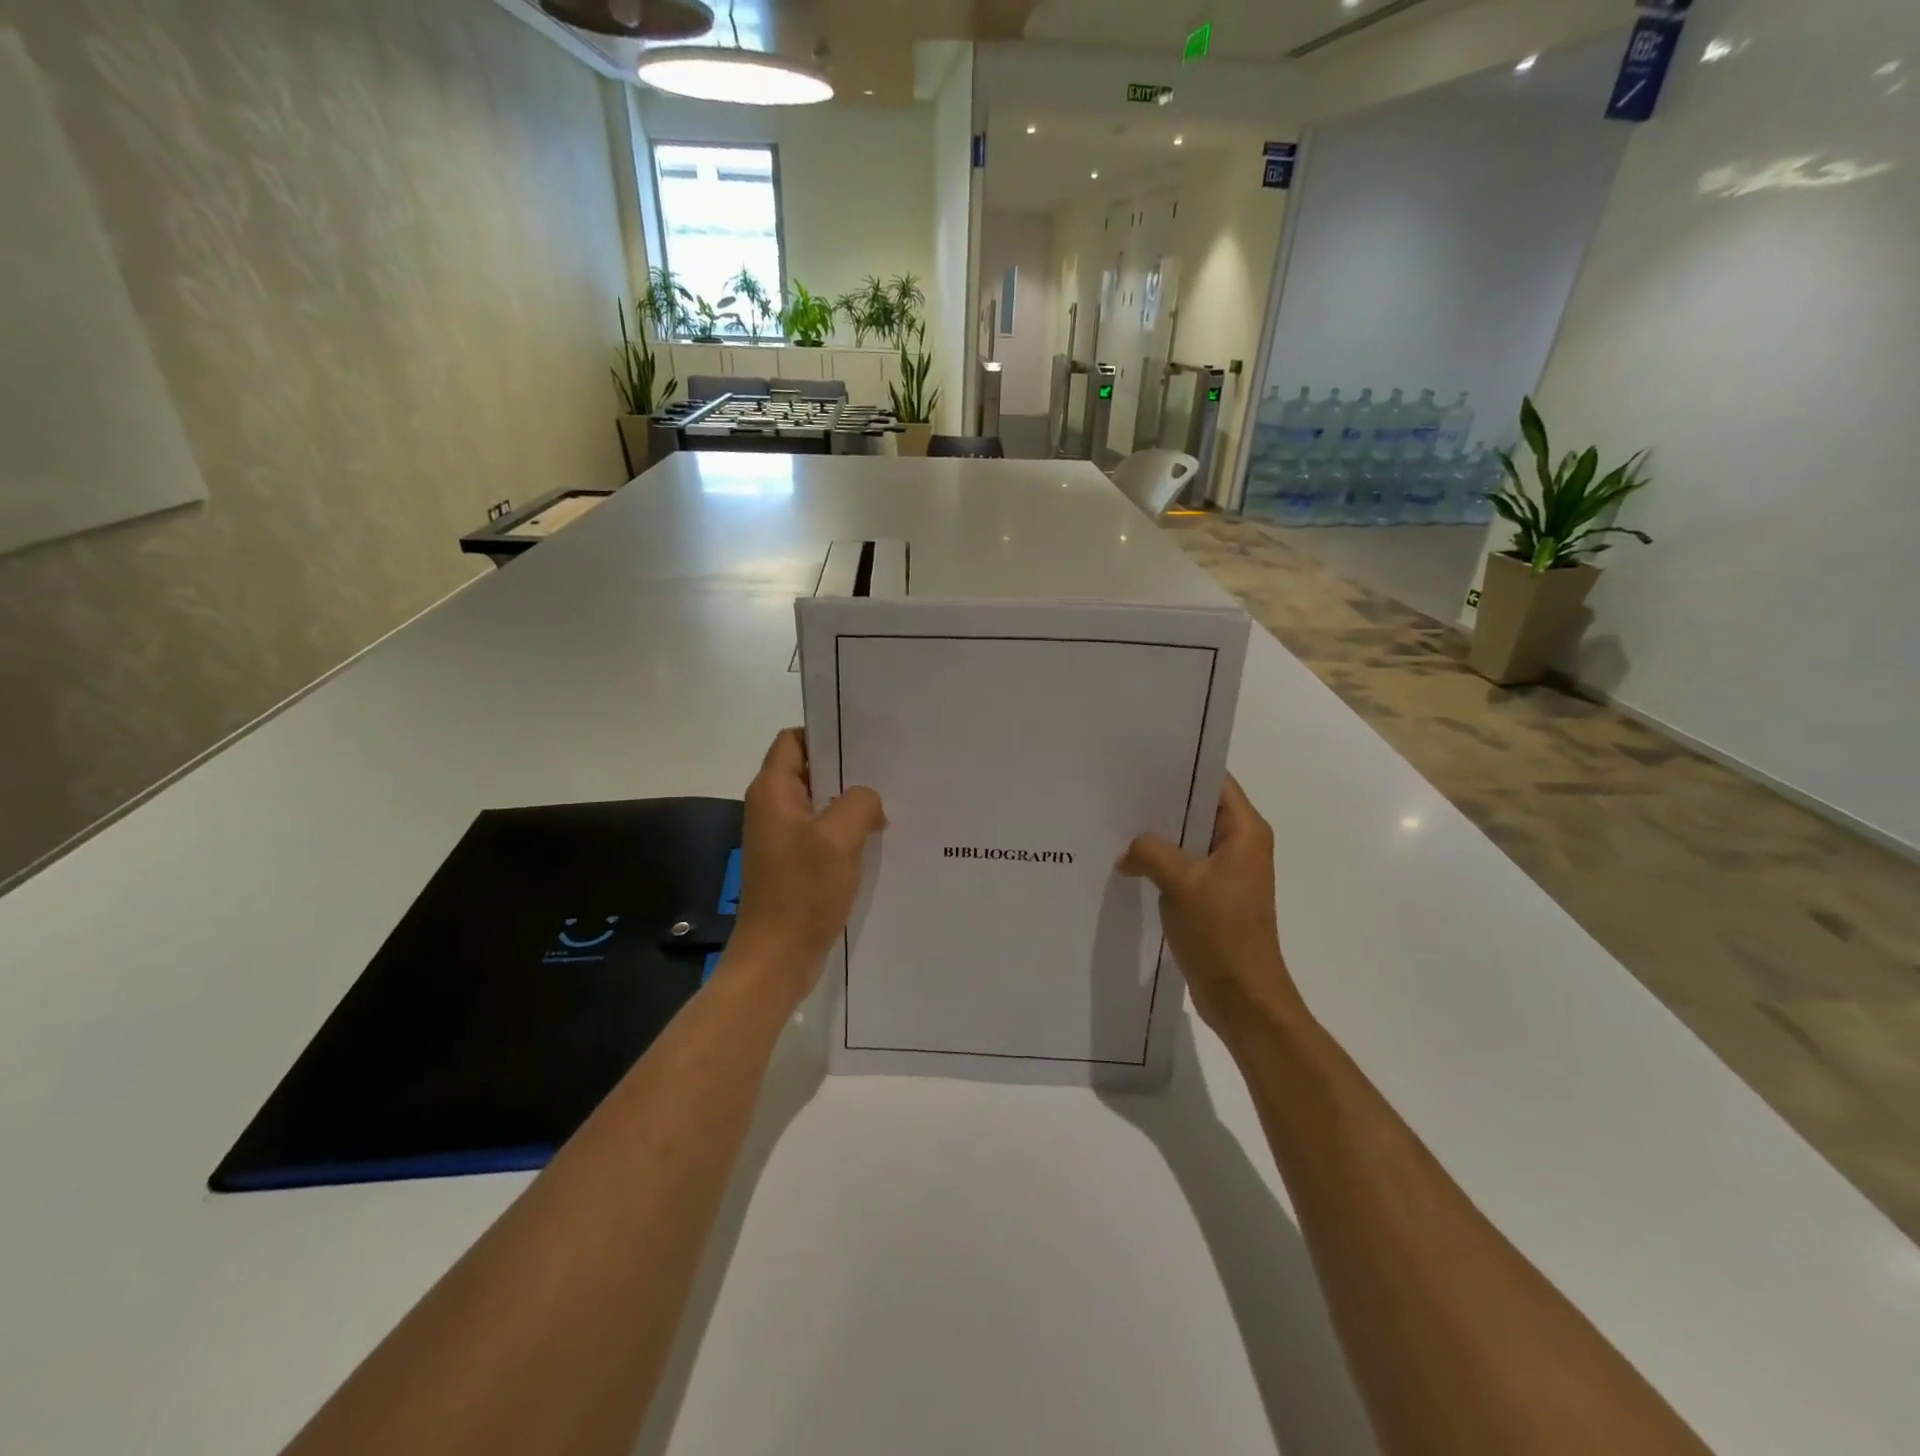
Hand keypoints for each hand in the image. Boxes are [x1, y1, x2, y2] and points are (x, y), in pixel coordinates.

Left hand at [729, 729, 885, 996]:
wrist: (777, 958)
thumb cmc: (802, 892)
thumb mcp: (838, 837)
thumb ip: (860, 802)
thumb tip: (868, 801)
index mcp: (772, 792)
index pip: (794, 740)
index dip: (826, 733)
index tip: (866, 740)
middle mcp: (773, 808)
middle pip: (811, 770)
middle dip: (848, 769)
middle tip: (890, 768)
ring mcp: (784, 838)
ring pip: (821, 804)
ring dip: (851, 803)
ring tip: (891, 801)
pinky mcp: (795, 864)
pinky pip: (824, 834)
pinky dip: (847, 832)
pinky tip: (878, 838)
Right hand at [1117, 775, 1307, 1043]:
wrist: (1241, 995)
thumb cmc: (1221, 931)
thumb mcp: (1180, 881)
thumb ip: (1149, 851)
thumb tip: (1127, 851)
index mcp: (1245, 831)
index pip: (1215, 781)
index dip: (1182, 767)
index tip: (1142, 759)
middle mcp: (1239, 845)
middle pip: (1197, 808)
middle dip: (1161, 801)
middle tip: (1118, 788)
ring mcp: (1225, 872)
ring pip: (1186, 839)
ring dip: (1157, 835)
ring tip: (1115, 820)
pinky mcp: (1211, 895)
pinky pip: (1182, 866)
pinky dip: (1159, 861)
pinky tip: (1126, 860)